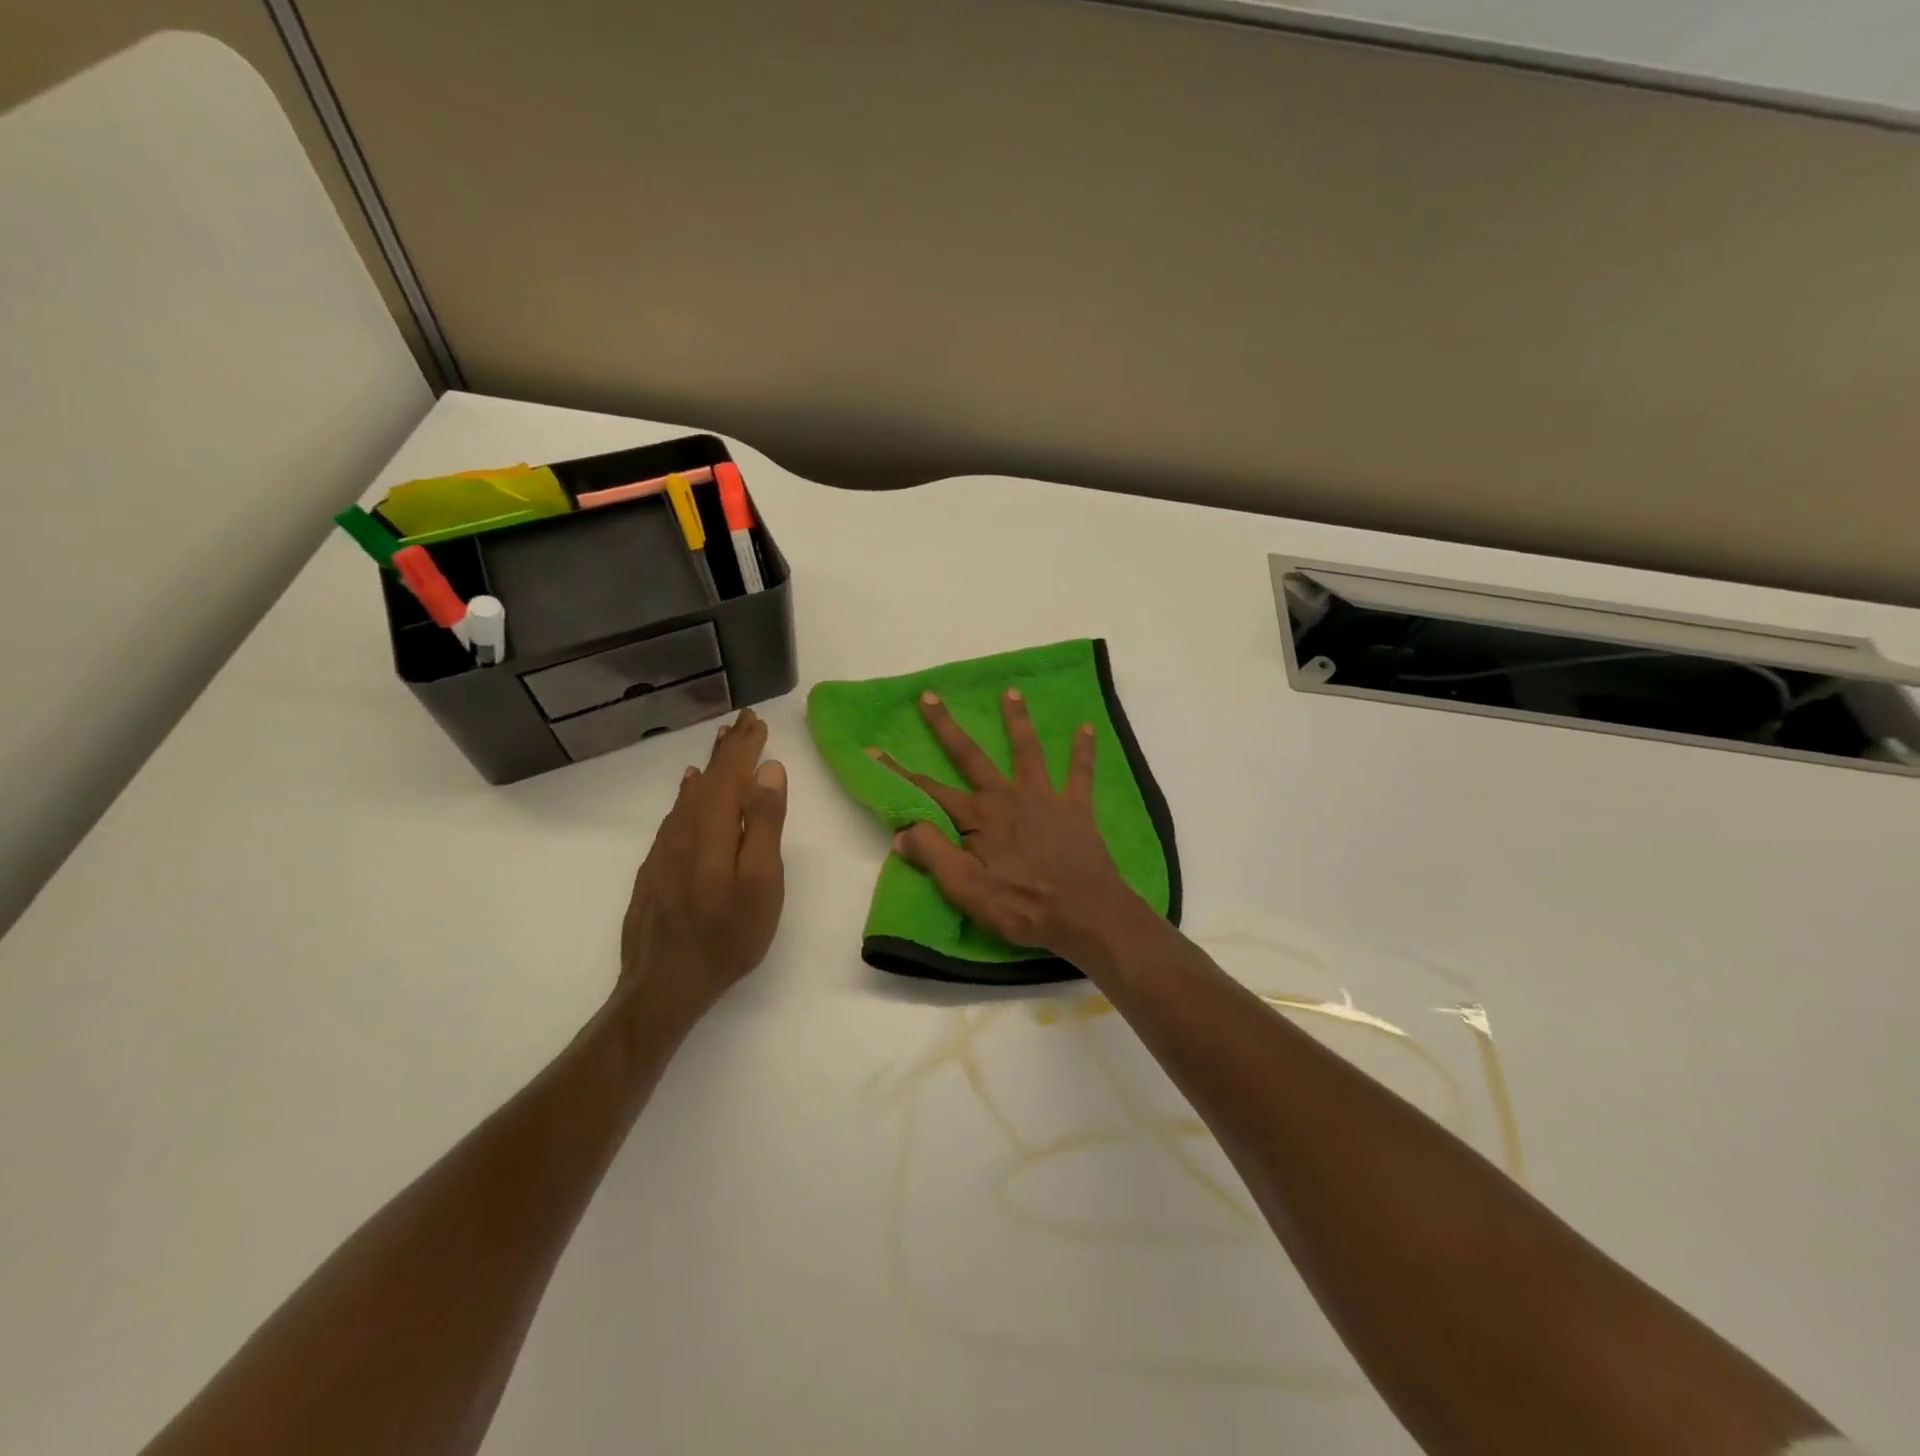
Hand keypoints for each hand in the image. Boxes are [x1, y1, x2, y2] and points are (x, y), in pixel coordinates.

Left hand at [619, 708, 787, 1018]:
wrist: (663, 985)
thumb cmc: (727, 936)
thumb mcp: (761, 883)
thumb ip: (764, 824)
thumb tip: (769, 770)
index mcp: (712, 829)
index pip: (731, 774)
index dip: (745, 747)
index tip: (757, 720)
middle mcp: (684, 830)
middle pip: (708, 779)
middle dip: (728, 749)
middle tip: (743, 722)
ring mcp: (664, 850)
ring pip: (689, 795)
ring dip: (709, 768)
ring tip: (722, 746)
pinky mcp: (655, 868)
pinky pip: (675, 815)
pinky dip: (687, 793)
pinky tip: (688, 788)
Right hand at [872, 688, 1143, 960]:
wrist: (1085, 913)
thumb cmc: (1022, 906)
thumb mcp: (966, 889)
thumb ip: (933, 855)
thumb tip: (902, 831)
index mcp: (979, 816)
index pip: (928, 791)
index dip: (898, 773)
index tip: (874, 751)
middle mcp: (1008, 796)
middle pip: (971, 755)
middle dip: (946, 726)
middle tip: (929, 695)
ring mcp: (1045, 798)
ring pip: (1027, 750)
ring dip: (1017, 720)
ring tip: (1011, 691)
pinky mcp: (1076, 808)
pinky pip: (1081, 772)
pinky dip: (1083, 749)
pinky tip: (1086, 726)